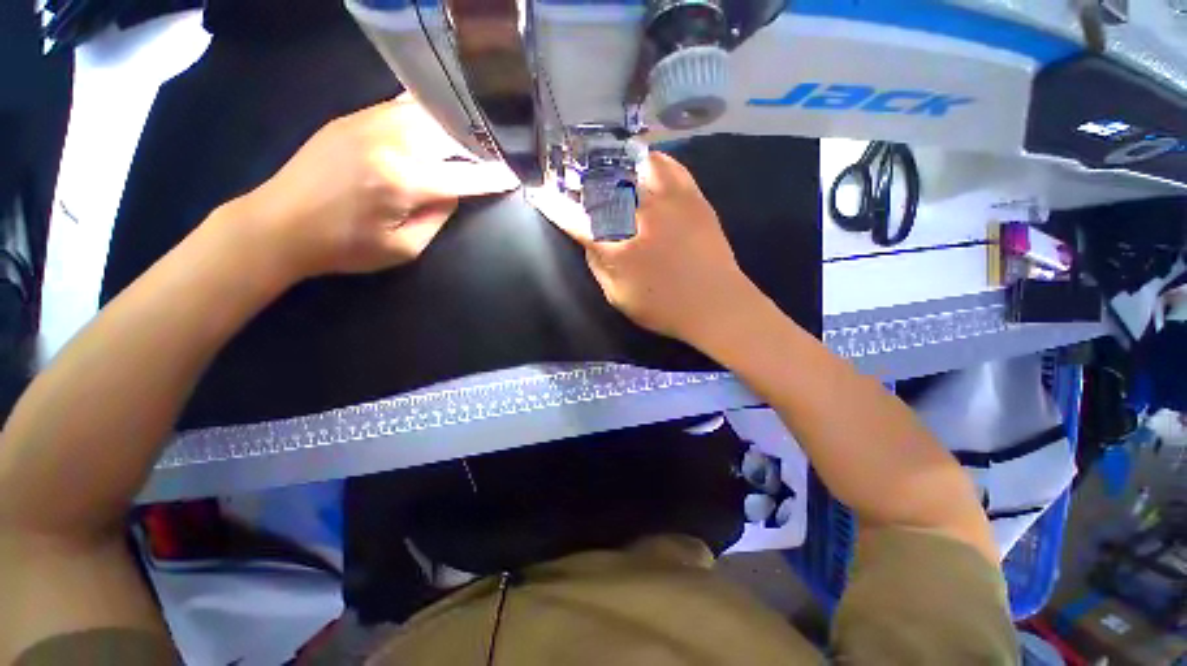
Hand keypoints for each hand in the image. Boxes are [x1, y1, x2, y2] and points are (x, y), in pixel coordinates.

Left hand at [231, 94, 518, 280]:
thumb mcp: (403, 248)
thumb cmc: (344, 247)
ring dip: (454, 123)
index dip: (494, 176)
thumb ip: (437, 218)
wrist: (278, 224)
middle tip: (497, 148)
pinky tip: (436, 120)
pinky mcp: (353, 117)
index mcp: (405, 182)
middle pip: (450, 134)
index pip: (466, 177)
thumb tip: (453, 191)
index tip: (516, 173)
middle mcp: (392, 144)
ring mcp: (369, 123)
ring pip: (428, 112)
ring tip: (472, 131)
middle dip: (479, 143)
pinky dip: (426, 112)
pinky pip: (401, 105)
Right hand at [529, 151, 760, 344]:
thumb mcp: (619, 298)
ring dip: (616, 163)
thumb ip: (599, 267)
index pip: (576, 220)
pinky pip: (670, 166)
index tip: (541, 193)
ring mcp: (668, 202)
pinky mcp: (693, 198)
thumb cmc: (665, 308)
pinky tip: (646, 162)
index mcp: (617, 248)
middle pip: (602, 185)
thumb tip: (589, 241)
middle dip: (583, 177)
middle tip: (575, 173)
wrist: (717, 304)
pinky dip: (653, 160)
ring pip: (634, 166)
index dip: (555, 206)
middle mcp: (639, 216)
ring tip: (609, 163)